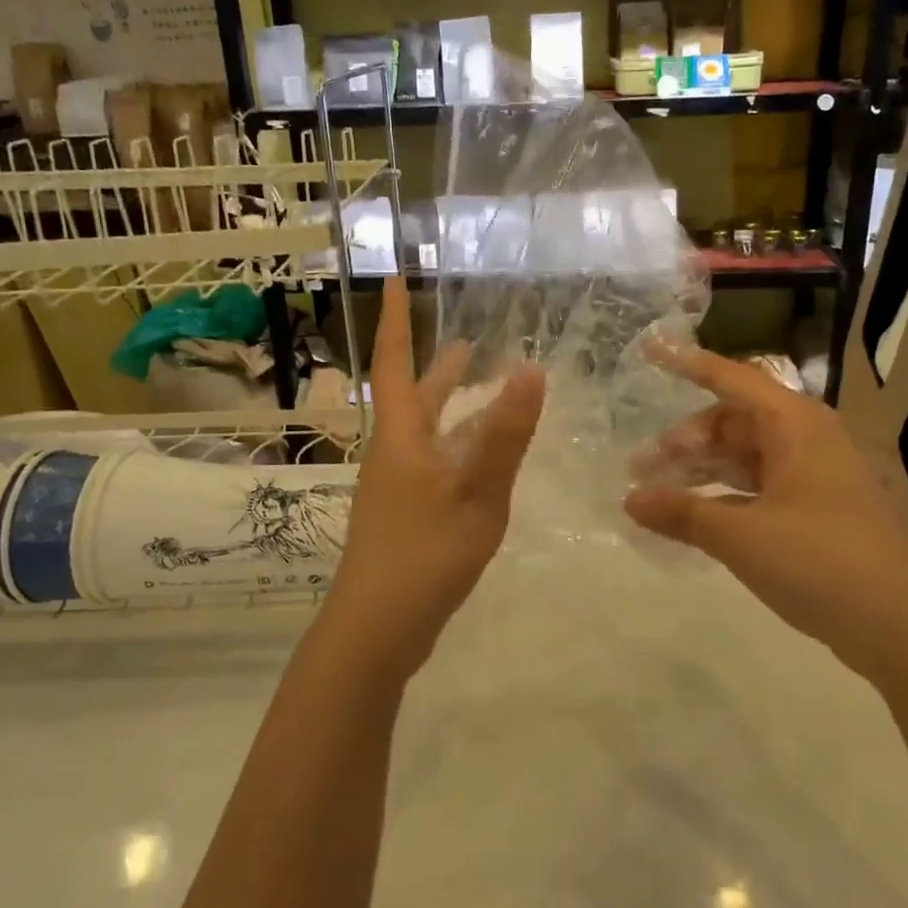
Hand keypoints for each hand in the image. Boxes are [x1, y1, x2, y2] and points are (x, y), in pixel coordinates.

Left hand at [324, 278, 545, 678]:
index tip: (393, 279)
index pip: (397, 362)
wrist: (376, 628)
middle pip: (413, 396)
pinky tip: (476, 456)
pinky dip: (454, 442)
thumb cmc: (425, 553)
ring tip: (479, 386)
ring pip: (423, 430)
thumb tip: (531, 369)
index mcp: (401, 436)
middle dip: (438, 365)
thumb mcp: (476, 493)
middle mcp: (392, 452)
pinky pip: (431, 459)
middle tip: (469, 340)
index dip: (396, 320)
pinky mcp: (403, 513)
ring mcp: (394, 485)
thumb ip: (504, 435)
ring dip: (448, 403)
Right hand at [623, 344, 907, 682]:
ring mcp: (816, 475)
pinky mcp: (819, 508)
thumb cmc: (818, 562)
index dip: (688, 364)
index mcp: (795, 426)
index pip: (732, 379)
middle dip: (686, 439)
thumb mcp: (740, 535)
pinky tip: (698, 514)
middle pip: (734, 421)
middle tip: (643, 466)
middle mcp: (808, 439)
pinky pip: (761, 484)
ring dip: (703, 468)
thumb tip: (630, 499)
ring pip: (747, 455)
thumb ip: (682, 512)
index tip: (650, 350)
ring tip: (660, 490)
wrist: (899, 627)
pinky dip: (727, 493)